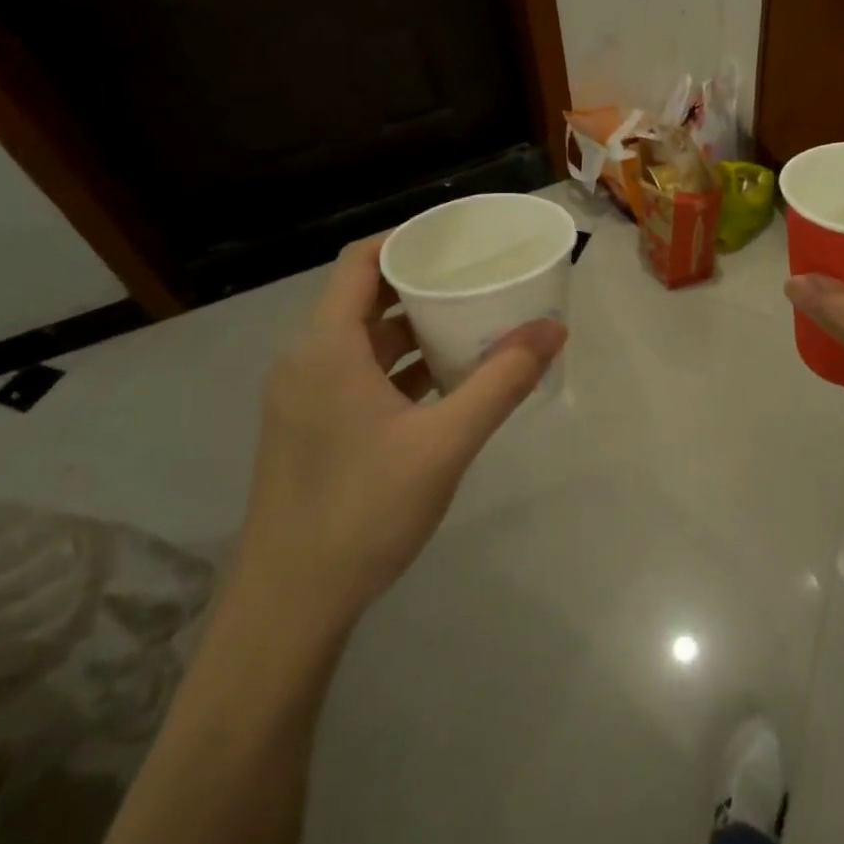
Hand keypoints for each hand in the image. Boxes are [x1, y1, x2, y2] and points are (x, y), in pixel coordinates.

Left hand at [234, 235, 565, 635]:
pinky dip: (397, 365)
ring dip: (412, 326)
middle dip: (421, 282)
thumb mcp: (446, 443)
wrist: (290, 605)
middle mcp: (306, 360)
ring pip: (362, 339)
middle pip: (364, 297)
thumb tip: (553, 330)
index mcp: (326, 348)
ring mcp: (303, 397)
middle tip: (477, 276)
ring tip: (470, 320)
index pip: (361, 262)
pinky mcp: (309, 427)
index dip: (407, 239)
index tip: (458, 237)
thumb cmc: (363, 511)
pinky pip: (357, 373)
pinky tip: (443, 380)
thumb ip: (502, 382)